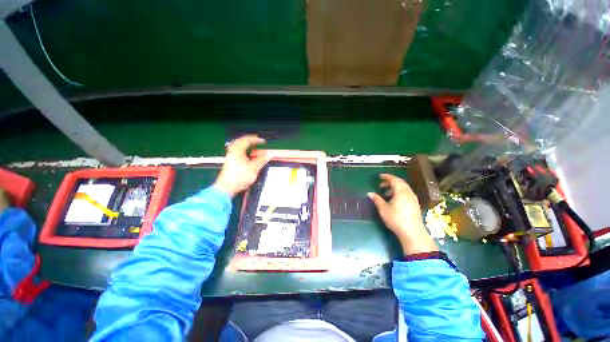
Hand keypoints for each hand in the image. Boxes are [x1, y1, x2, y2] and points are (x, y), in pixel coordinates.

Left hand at [214, 135, 267, 197]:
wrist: (226, 188)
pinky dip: (242, 150)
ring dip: (245, 144)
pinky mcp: (229, 162)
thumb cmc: (239, 177)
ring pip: (237, 146)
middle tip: (256, 140)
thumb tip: (268, 154)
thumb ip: (261, 160)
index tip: (263, 141)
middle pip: (240, 141)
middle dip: (249, 140)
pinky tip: (246, 154)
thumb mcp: (253, 168)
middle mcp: (232, 152)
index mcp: (238, 151)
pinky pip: (236, 151)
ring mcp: (230, 157)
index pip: (247, 140)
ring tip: (252, 146)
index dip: (256, 140)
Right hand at [368, 174, 437, 254]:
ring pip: (404, 188)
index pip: (394, 179)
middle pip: (400, 182)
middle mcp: (408, 193)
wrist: (412, 232)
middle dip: (390, 182)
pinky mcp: (415, 204)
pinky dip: (399, 192)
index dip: (387, 176)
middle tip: (381, 185)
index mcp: (401, 191)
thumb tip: (370, 193)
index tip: (380, 176)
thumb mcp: (383, 209)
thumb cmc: (396, 218)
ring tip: (386, 193)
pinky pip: (407, 193)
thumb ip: (377, 199)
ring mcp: (413, 199)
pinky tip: (394, 200)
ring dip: (395, 187)